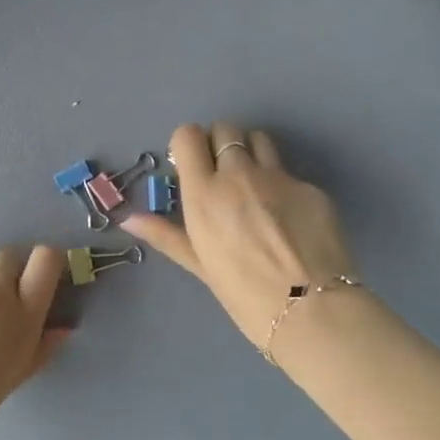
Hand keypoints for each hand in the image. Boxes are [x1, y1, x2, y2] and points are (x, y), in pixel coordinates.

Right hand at [124, 122, 355, 354]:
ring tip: (253, 184)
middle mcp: (239, 174)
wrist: (311, 310)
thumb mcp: (199, 264)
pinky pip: (289, 172)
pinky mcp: (311, 187)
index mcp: (204, 192)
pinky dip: (281, 184)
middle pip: (225, 129)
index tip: (191, 165)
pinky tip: (287, 217)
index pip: (188, 135)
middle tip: (221, 173)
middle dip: (218, 144)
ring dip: (250, 152)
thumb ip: (165, 234)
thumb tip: (128, 218)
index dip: (188, 145)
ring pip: (259, 139)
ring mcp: (279, 177)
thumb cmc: (243, 294)